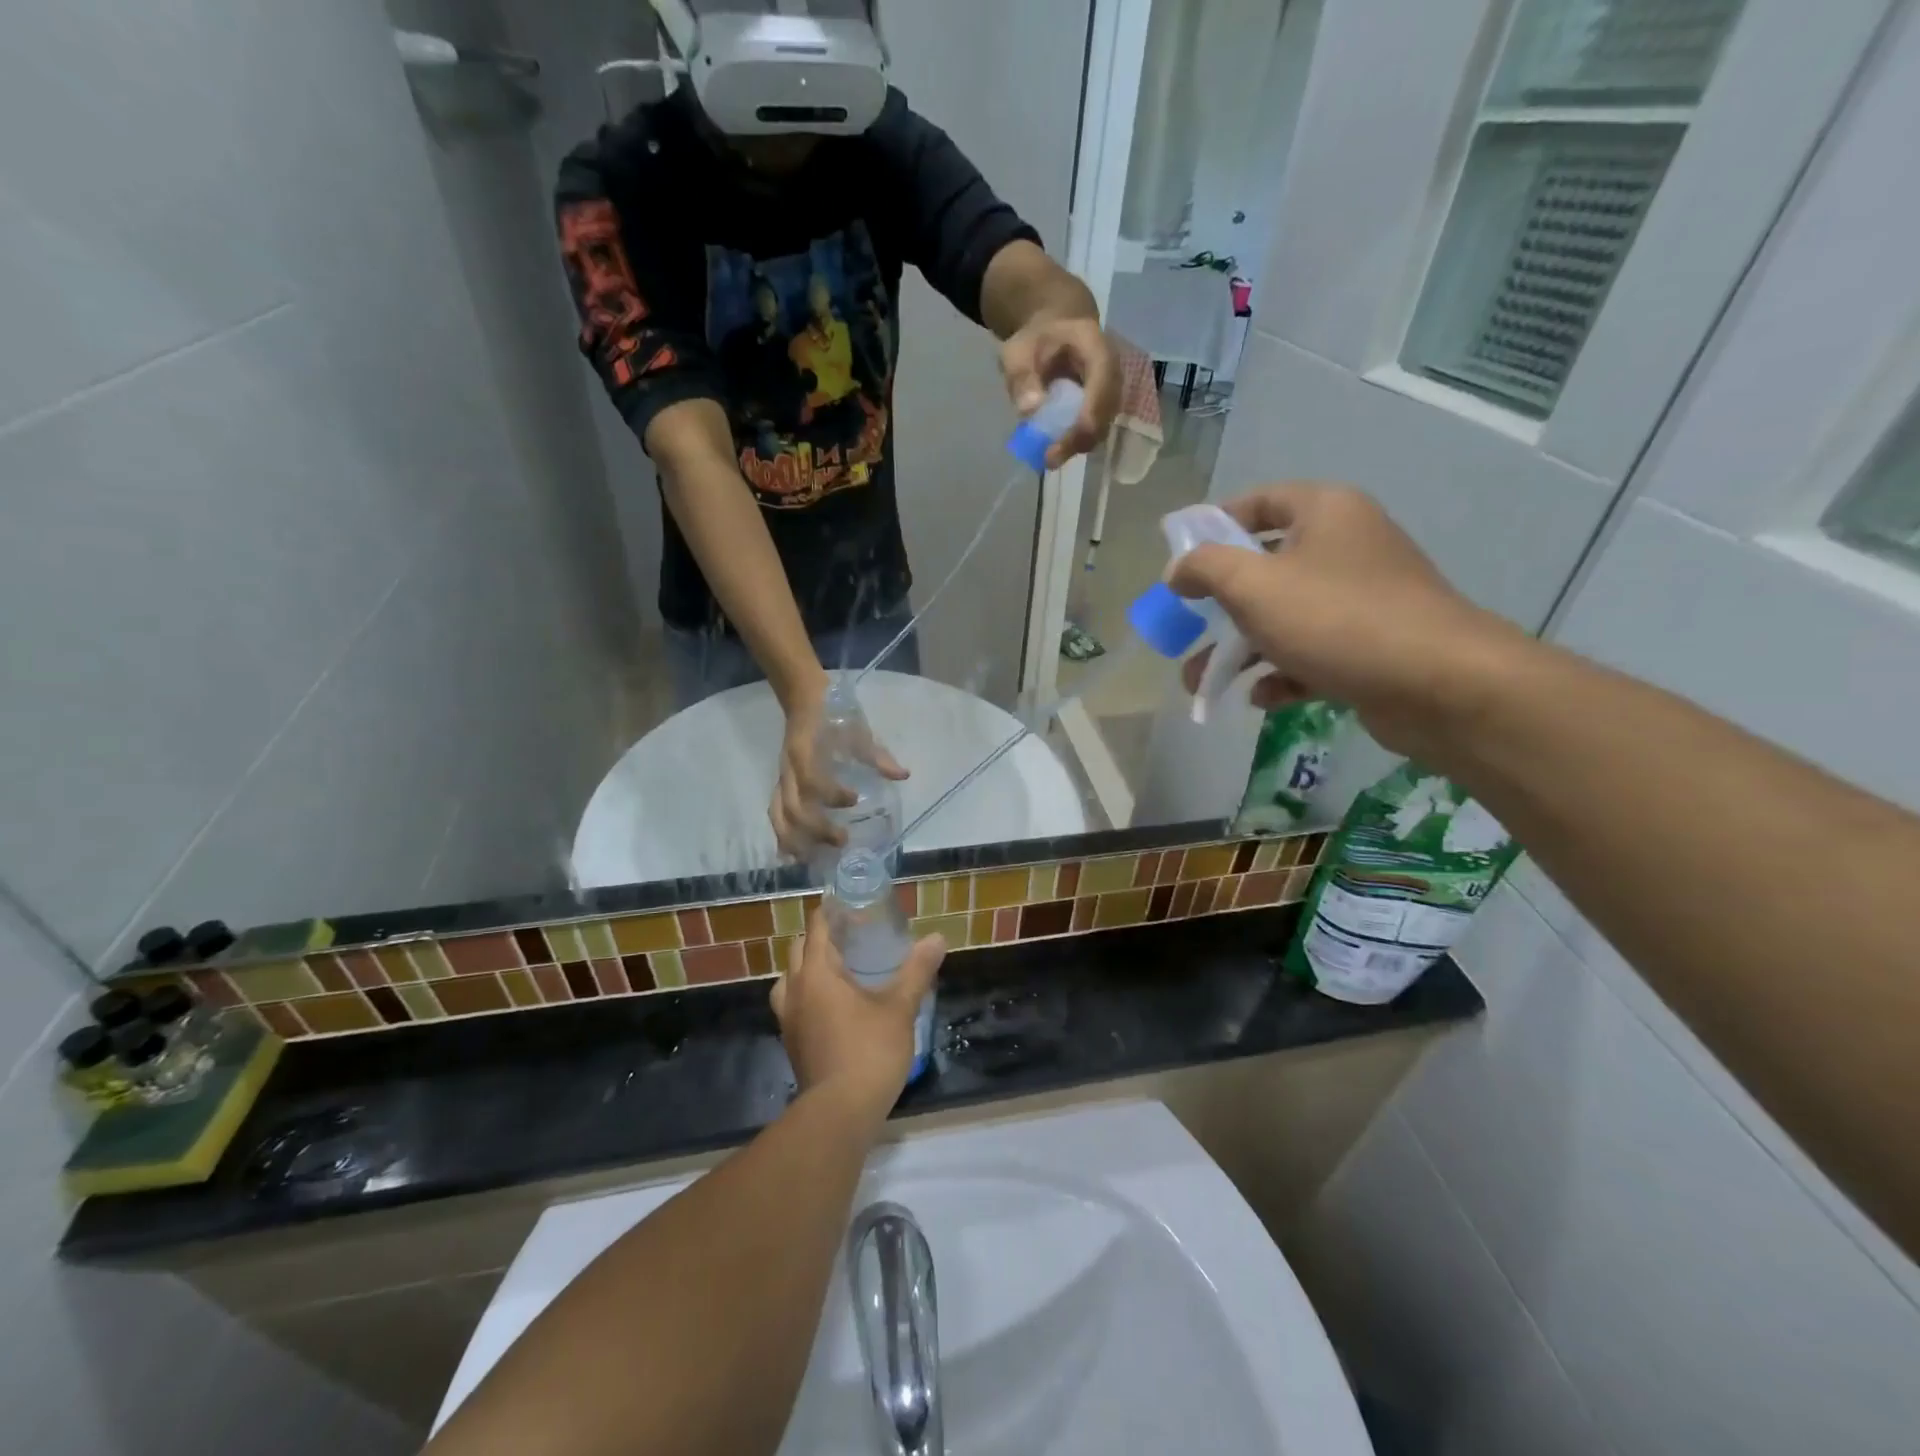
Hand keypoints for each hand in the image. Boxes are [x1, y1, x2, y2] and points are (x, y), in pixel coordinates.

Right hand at [771, 690, 909, 859]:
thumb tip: (902, 776)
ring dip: (796, 840)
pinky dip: (782, 837)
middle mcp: (789, 769)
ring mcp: (782, 779)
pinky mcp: (779, 786)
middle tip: (843, 840)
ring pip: (779, 816)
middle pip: (793, 806)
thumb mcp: (857, 730)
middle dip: (816, 828)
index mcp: (806, 751)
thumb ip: (877, 756)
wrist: (803, 699)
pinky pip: (775, 815)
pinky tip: (793, 857)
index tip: (854, 799)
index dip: (831, 794)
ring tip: (814, 860)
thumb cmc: (833, 715)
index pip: (812, 779)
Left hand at [771, 911, 946, 1117]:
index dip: (832, 912)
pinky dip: (808, 994)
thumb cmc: (869, 1051)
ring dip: (809, 968)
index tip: (852, 906)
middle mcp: (795, 990)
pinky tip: (834, 1005)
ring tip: (839, 970)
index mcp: (816, 973)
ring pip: (790, 979)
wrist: (840, 1113)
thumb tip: (937, 938)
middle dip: (821, 938)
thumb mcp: (900, 1007)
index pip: (817, 928)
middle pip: (799, 950)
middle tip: (852, 936)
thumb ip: (917, 970)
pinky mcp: (791, 1042)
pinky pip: (793, 1003)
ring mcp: (788, 1018)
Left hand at [1000, 314, 1120, 467]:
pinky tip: (1052, 451)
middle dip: (1079, 439)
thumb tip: (1029, 409)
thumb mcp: (1019, 350)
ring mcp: (1110, 394)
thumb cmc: (1037, 339)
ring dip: (1075, 446)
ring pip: (1101, 427)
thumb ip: (1021, 376)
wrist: (1056, 331)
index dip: (1087, 415)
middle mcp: (1112, 373)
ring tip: (1048, 459)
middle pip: (1105, 412)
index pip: (1103, 383)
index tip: (1065, 439)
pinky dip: (1073, 443)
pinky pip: (1092, 431)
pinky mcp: (1101, 410)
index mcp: (1097, 348)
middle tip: (1049, 459)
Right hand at [1168, 483, 1526, 755]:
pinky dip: (1281, 672)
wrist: (1438, 685)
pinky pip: (1312, 652)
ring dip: (1239, 650)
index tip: (1180, 560)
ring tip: (1200, 683)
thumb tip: (1177, 570)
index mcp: (1325, 512)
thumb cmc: (1336, 619)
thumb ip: (1206, 568)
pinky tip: (1261, 697)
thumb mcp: (1253, 586)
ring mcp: (1362, 598)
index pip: (1259, 502)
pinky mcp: (1371, 645)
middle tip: (1184, 628)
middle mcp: (1346, 546)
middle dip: (1218, 605)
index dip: (1214, 525)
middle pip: (1266, 566)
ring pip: (1284, 617)